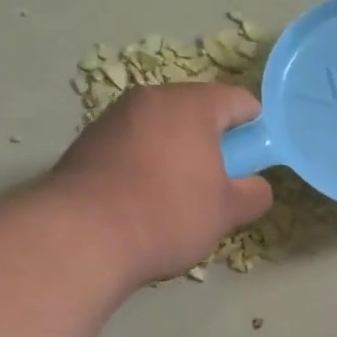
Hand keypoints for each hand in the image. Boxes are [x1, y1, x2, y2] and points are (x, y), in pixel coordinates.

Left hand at [48, 83, 273, 285]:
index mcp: (191, 104)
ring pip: (163, 129)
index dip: (256, 129)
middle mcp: (150, 99)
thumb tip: (254, 187)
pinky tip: (145, 201)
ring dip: (179, 154)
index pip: (239, 100)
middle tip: (220, 184)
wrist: (80, 237)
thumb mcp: (228, 211)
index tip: (255, 162)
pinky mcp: (87, 143)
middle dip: (214, 143)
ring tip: (179, 198)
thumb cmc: (168, 213)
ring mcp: (113, 118)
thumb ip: (254, 193)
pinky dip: (147, 165)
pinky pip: (134, 146)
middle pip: (197, 112)